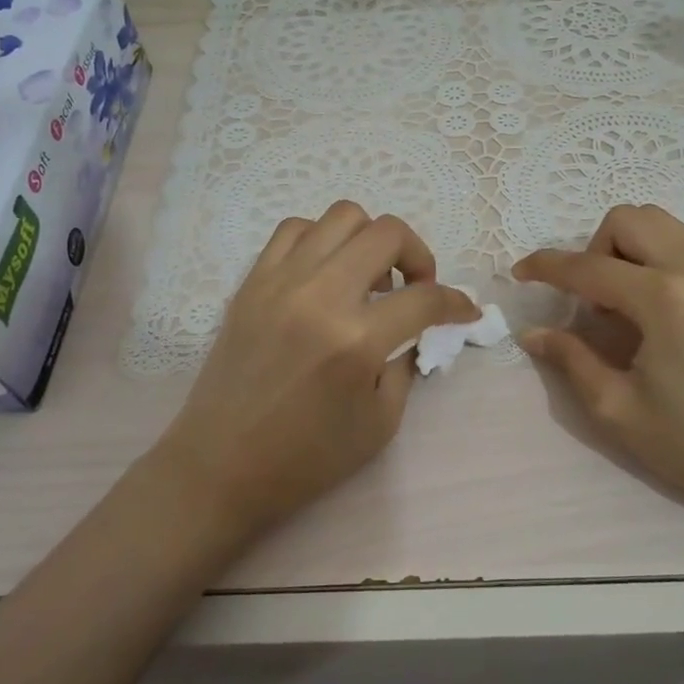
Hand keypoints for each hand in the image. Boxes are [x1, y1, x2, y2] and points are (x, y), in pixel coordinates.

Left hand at [152, 201, 479, 543]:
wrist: (220, 466)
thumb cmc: (305, 458)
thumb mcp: (380, 424)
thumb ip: (406, 365)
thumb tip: (418, 330)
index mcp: (356, 341)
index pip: (425, 299)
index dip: (457, 302)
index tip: (464, 311)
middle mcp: (320, 296)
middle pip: (388, 233)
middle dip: (419, 255)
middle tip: (416, 288)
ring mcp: (281, 282)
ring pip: (341, 216)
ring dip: (370, 240)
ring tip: (368, 278)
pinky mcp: (252, 282)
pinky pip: (295, 230)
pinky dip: (322, 240)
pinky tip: (326, 273)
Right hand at [513, 204, 683, 542]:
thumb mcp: (618, 409)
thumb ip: (571, 360)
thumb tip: (532, 333)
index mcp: (664, 299)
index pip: (588, 266)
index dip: (546, 267)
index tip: (519, 275)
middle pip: (626, 220)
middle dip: (592, 250)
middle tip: (588, 301)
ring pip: (657, 223)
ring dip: (623, 249)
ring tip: (619, 304)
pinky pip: (680, 243)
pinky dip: (652, 258)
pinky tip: (651, 309)